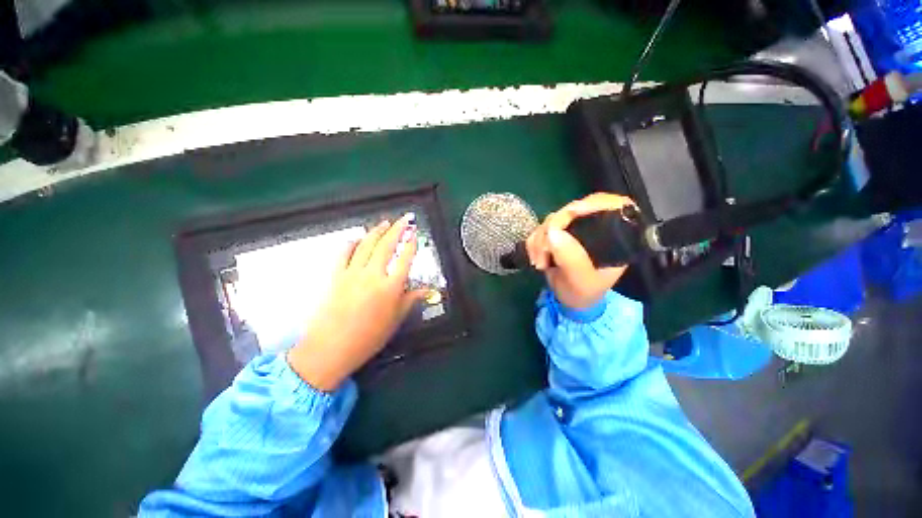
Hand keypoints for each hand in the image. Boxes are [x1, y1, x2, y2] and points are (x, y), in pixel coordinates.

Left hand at [287, 214, 427, 390]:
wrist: (331, 348)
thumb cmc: (369, 337)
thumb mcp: (396, 319)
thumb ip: (411, 300)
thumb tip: (428, 291)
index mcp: (391, 287)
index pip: (405, 258)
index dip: (411, 244)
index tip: (414, 233)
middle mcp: (373, 275)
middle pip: (387, 245)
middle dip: (397, 229)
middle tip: (404, 219)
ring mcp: (353, 273)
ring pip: (366, 245)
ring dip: (376, 231)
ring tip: (384, 223)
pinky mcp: (336, 276)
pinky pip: (344, 253)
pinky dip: (352, 243)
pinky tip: (357, 238)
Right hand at [526, 193, 634, 309]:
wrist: (569, 301)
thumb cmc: (583, 293)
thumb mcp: (581, 281)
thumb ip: (571, 258)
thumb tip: (552, 232)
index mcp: (614, 237)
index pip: (612, 205)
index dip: (592, 203)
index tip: (571, 213)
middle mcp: (595, 228)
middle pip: (574, 209)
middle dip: (553, 228)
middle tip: (544, 251)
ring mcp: (574, 230)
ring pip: (552, 219)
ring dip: (540, 240)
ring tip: (540, 263)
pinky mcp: (557, 234)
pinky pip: (540, 229)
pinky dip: (534, 243)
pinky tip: (536, 259)